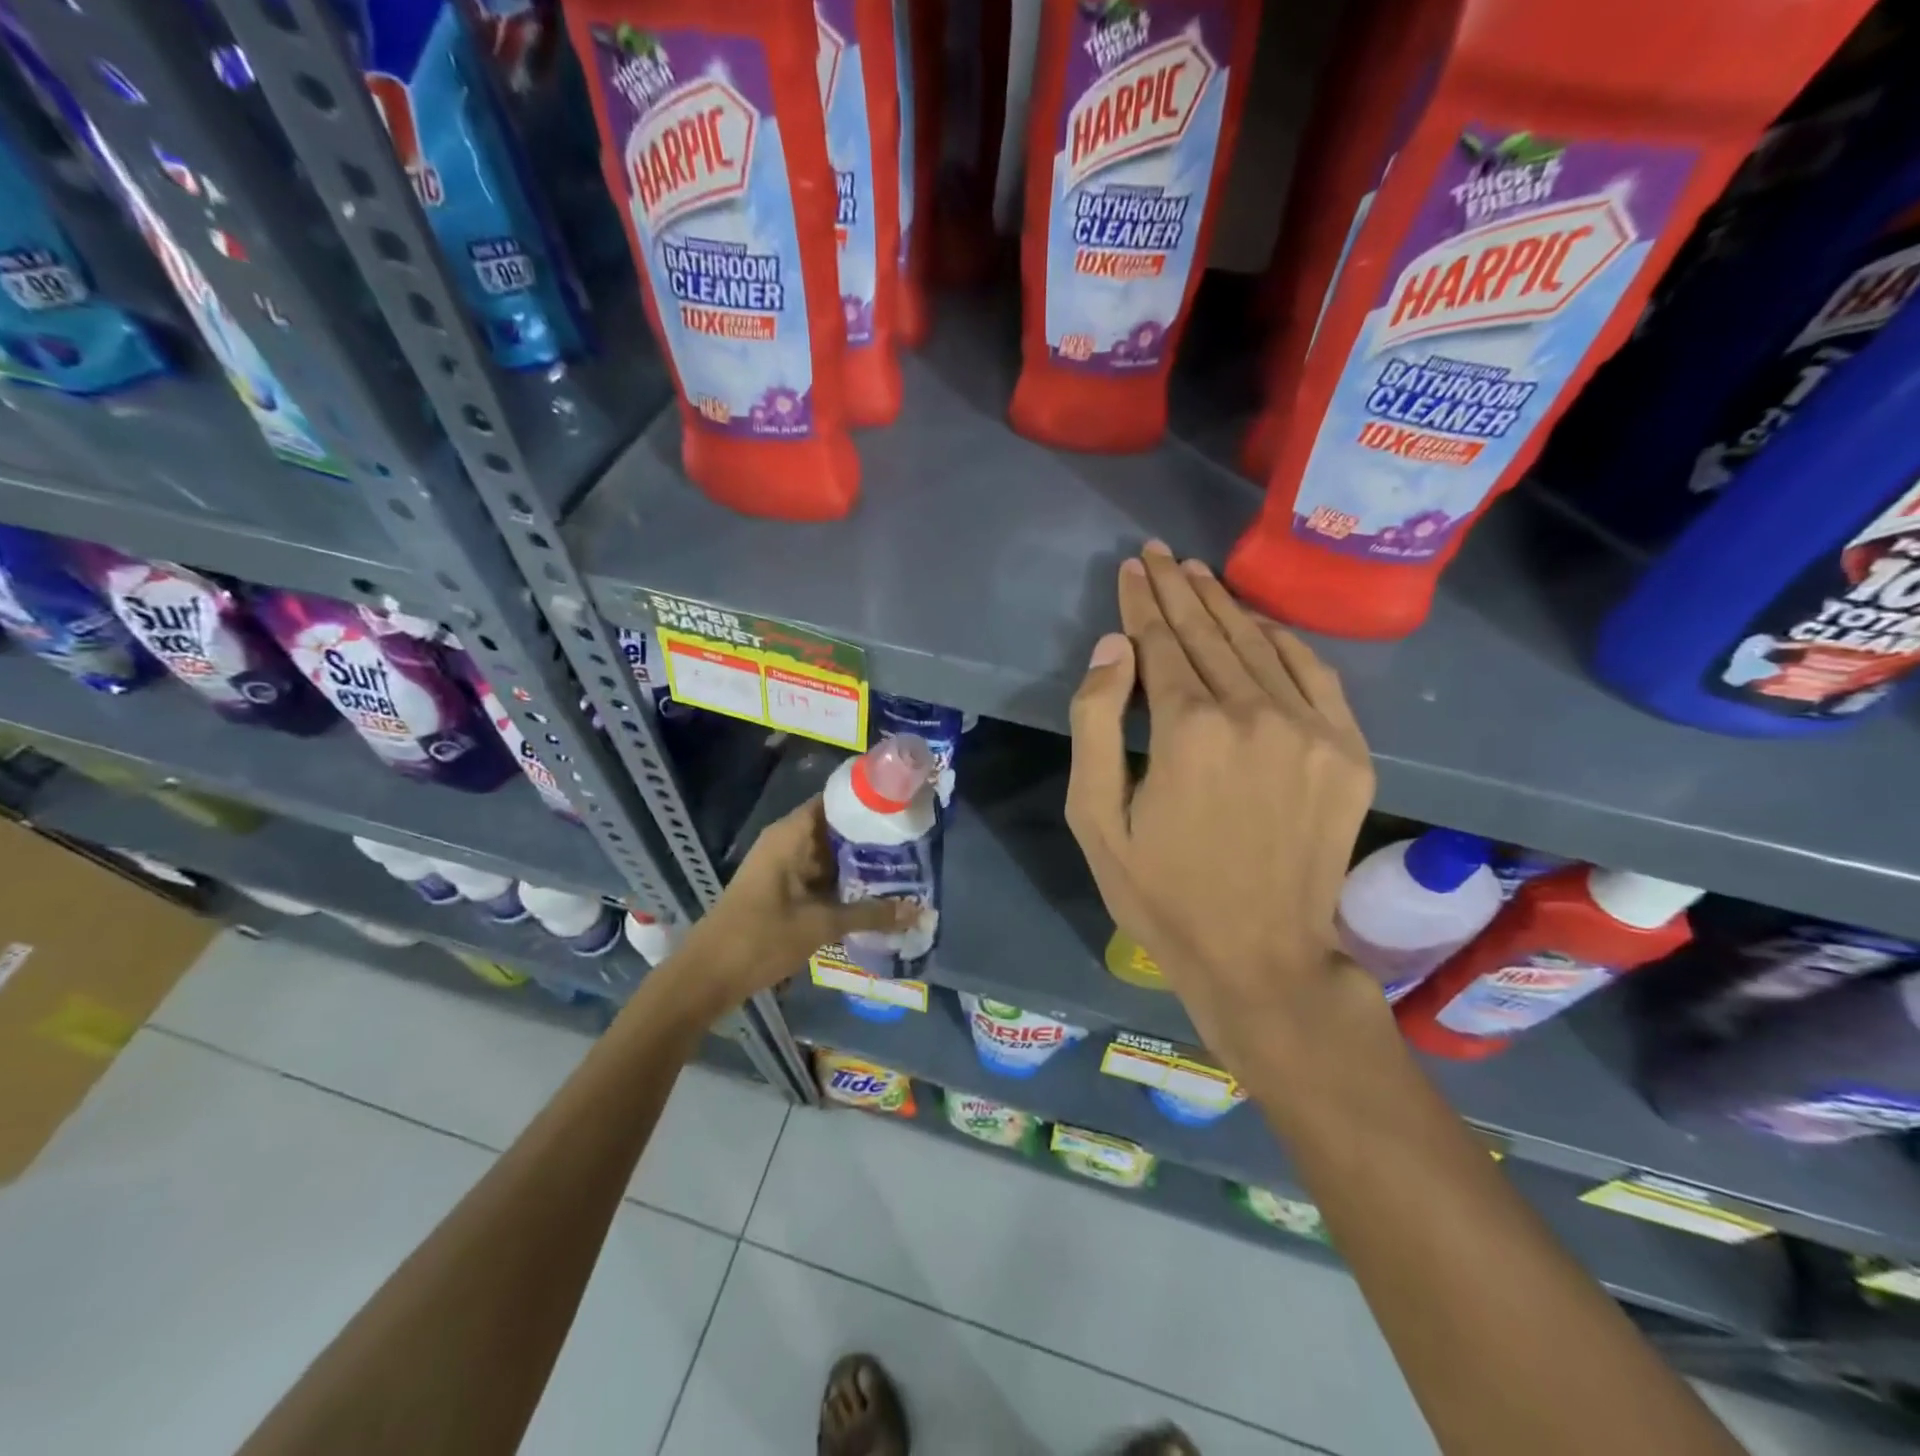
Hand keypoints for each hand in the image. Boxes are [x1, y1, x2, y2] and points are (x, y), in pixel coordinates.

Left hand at [676, 795, 920, 1009]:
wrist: (707, 976)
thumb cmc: (761, 938)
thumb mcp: (821, 925)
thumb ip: (871, 915)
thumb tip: (919, 911)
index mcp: (791, 834)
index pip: (836, 799)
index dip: (869, 798)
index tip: (904, 803)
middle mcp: (788, 842)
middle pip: (837, 827)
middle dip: (873, 835)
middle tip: (916, 840)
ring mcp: (784, 866)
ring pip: (831, 855)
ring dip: (861, 862)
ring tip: (906, 865)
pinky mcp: (784, 890)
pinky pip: (821, 876)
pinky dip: (845, 882)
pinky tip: (876, 893)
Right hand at [1066, 541, 1380, 1081]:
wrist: (1260, 956)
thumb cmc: (1161, 893)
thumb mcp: (1095, 818)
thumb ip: (1096, 724)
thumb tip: (1114, 648)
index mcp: (1189, 730)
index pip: (1160, 644)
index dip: (1141, 602)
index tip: (1132, 567)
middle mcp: (1255, 714)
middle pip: (1209, 633)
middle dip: (1178, 588)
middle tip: (1159, 551)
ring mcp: (1312, 730)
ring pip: (1259, 645)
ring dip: (1225, 605)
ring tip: (1199, 573)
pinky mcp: (1348, 752)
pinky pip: (1315, 674)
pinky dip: (1283, 641)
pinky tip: (1258, 623)